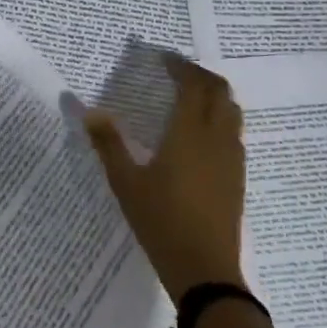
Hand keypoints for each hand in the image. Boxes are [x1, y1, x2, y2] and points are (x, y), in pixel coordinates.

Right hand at [83, 55, 244, 303]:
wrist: (204, 269)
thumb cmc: (160, 221)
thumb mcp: (125, 182)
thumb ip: (108, 144)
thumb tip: (89, 111)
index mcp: (190, 133)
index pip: (193, 85)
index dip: (180, 66)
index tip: (162, 58)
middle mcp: (217, 138)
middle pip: (220, 92)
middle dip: (200, 76)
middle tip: (176, 73)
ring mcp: (232, 159)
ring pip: (232, 112)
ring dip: (213, 96)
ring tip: (189, 98)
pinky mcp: (237, 177)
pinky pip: (233, 133)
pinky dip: (219, 119)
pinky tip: (198, 136)